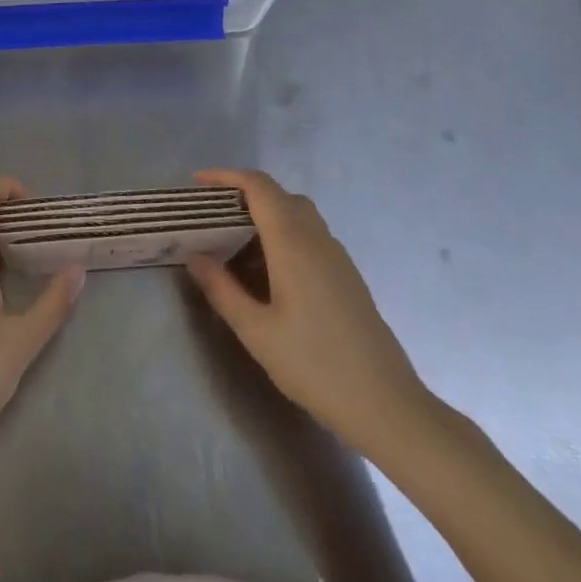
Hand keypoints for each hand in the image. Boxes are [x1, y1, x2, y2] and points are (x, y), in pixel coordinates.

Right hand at [185, 168, 435, 459]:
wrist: (385, 405)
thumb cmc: (314, 365)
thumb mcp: (255, 331)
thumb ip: (221, 288)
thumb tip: (195, 255)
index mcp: (293, 242)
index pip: (259, 186)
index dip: (226, 176)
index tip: (198, 183)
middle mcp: (317, 238)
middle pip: (278, 195)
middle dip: (242, 196)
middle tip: (211, 217)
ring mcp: (336, 256)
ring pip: (296, 215)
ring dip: (263, 217)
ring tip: (233, 245)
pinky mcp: (346, 275)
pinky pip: (309, 236)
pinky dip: (282, 236)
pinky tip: (267, 274)